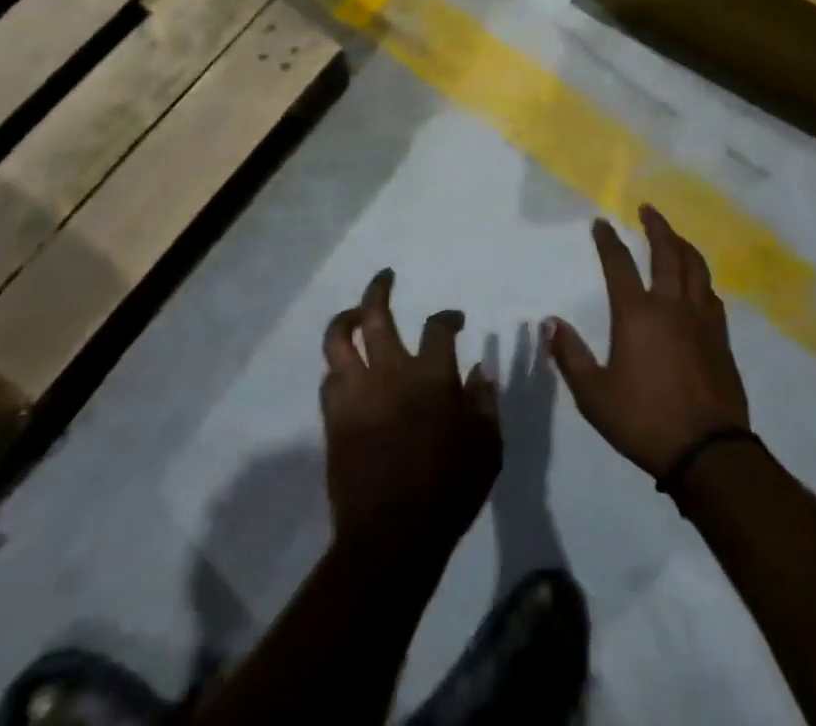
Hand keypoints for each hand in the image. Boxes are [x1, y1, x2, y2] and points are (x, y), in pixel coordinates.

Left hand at [321, 269, 500, 552]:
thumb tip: (478, 370)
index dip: (448, 317)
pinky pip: (328, 379)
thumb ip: (483, 403)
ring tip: (355, 314)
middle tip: (385, 277)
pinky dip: (338, 367)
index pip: (438, 327)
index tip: (455, 320)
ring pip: (338, 340)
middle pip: (376, 314)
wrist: (391, 539)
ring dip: (346, 319)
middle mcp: (390, 373)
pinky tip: (347, 370)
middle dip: (379, 288)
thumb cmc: (449, 491)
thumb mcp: (487, 447)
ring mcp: (357, 393)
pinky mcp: (334, 419)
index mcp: (431, 376)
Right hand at [545, 206, 749, 476]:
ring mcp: (701, 319)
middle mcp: (671, 305)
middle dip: (656, 226)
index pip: (619, 264)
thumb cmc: (644, 421)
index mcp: (637, 314)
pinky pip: (711, 293)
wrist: (708, 451)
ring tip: (674, 236)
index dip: (608, 240)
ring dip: (682, 244)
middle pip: (666, 251)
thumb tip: (550, 323)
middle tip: (647, 209)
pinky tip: (698, 282)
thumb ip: (571, 356)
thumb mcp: (594, 395)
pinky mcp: (721, 336)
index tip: (600, 223)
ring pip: (695, 267)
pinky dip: (701, 277)